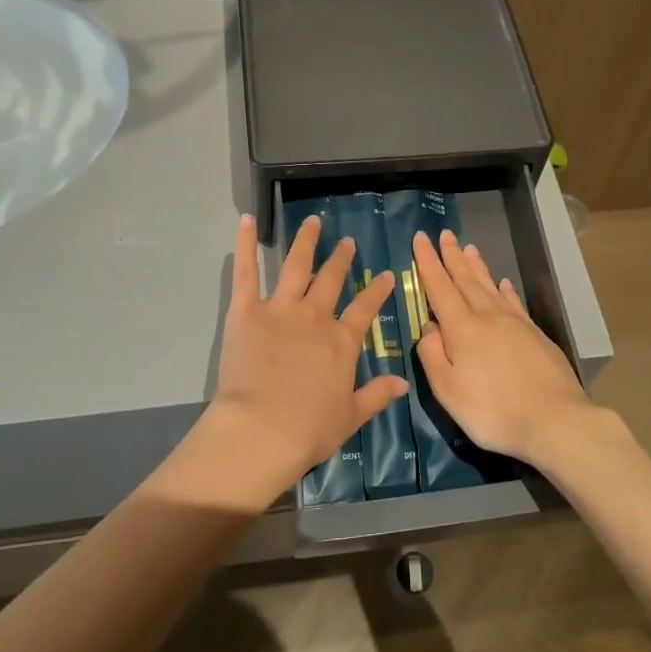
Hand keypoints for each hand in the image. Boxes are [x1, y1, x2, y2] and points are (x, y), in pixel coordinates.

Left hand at [192, 213, 407, 506]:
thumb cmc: (308, 429)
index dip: (376, 291)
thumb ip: (377, 395)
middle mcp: (315, 317)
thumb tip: (403, 383)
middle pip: (331, 281)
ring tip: (313, 222)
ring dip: (306, 242)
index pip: (365, 309)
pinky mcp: (247, 311)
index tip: (385, 275)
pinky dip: (246, 245)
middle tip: (347, 242)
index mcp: (341, 342)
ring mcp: (281, 309)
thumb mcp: (351, 416)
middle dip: (341, 259)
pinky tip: (247, 221)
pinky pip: (247, 272)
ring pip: (296, 266)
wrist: (262, 429)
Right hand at [411, 229, 600, 466]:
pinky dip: (505, 290)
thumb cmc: (493, 411)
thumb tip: (428, 328)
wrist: (555, 420)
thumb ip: (432, 356)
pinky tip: (503, 283)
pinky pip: (514, 302)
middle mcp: (488, 317)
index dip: (428, 262)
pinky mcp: (534, 334)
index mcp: (462, 329)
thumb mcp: (448, 391)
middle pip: (466, 280)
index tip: (421, 238)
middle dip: (452, 256)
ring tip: (469, 248)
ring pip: (490, 286)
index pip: (439, 288)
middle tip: (444, 234)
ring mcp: (515, 323)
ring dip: (476, 266)